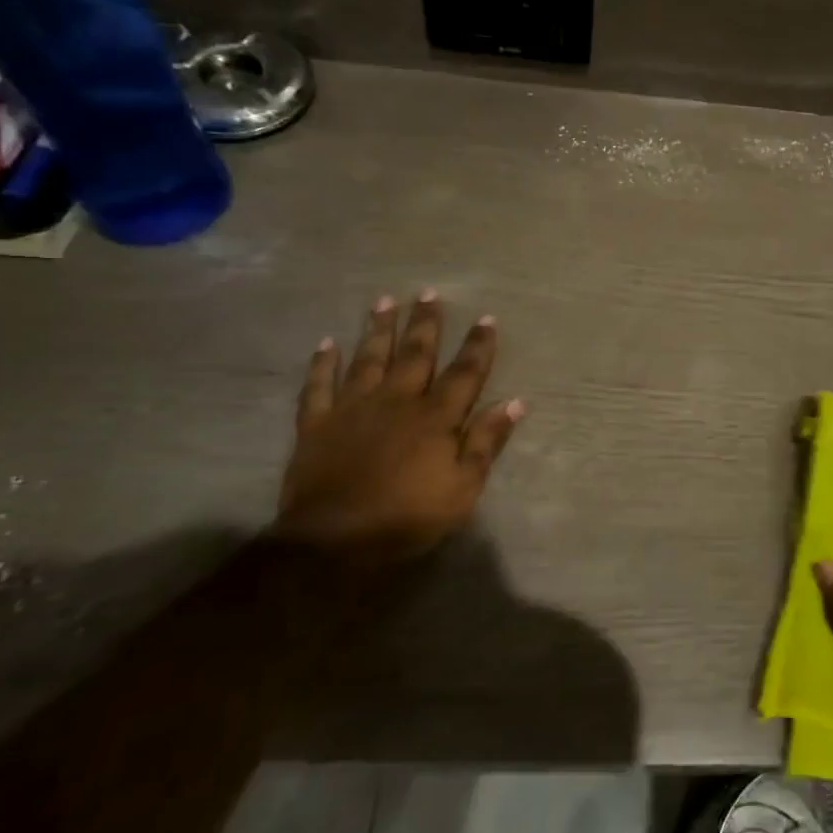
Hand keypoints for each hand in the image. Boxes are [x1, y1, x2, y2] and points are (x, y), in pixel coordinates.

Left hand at [277, 291, 523, 564]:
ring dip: (378, 329)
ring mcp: (353, 409)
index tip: (486, 318)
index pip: (464, 373)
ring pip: (369, 359)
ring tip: (384, 301)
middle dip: (425, 323)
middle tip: (428, 292)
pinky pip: (318, 387)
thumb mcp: (463, 488)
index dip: (477, 346)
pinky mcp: (317, 424)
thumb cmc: (407, 517)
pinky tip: (326, 343)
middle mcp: (396, 401)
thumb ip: (486, 442)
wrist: (333, 541)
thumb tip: (515, 402)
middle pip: (415, 354)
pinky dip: (322, 364)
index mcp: (435, 417)